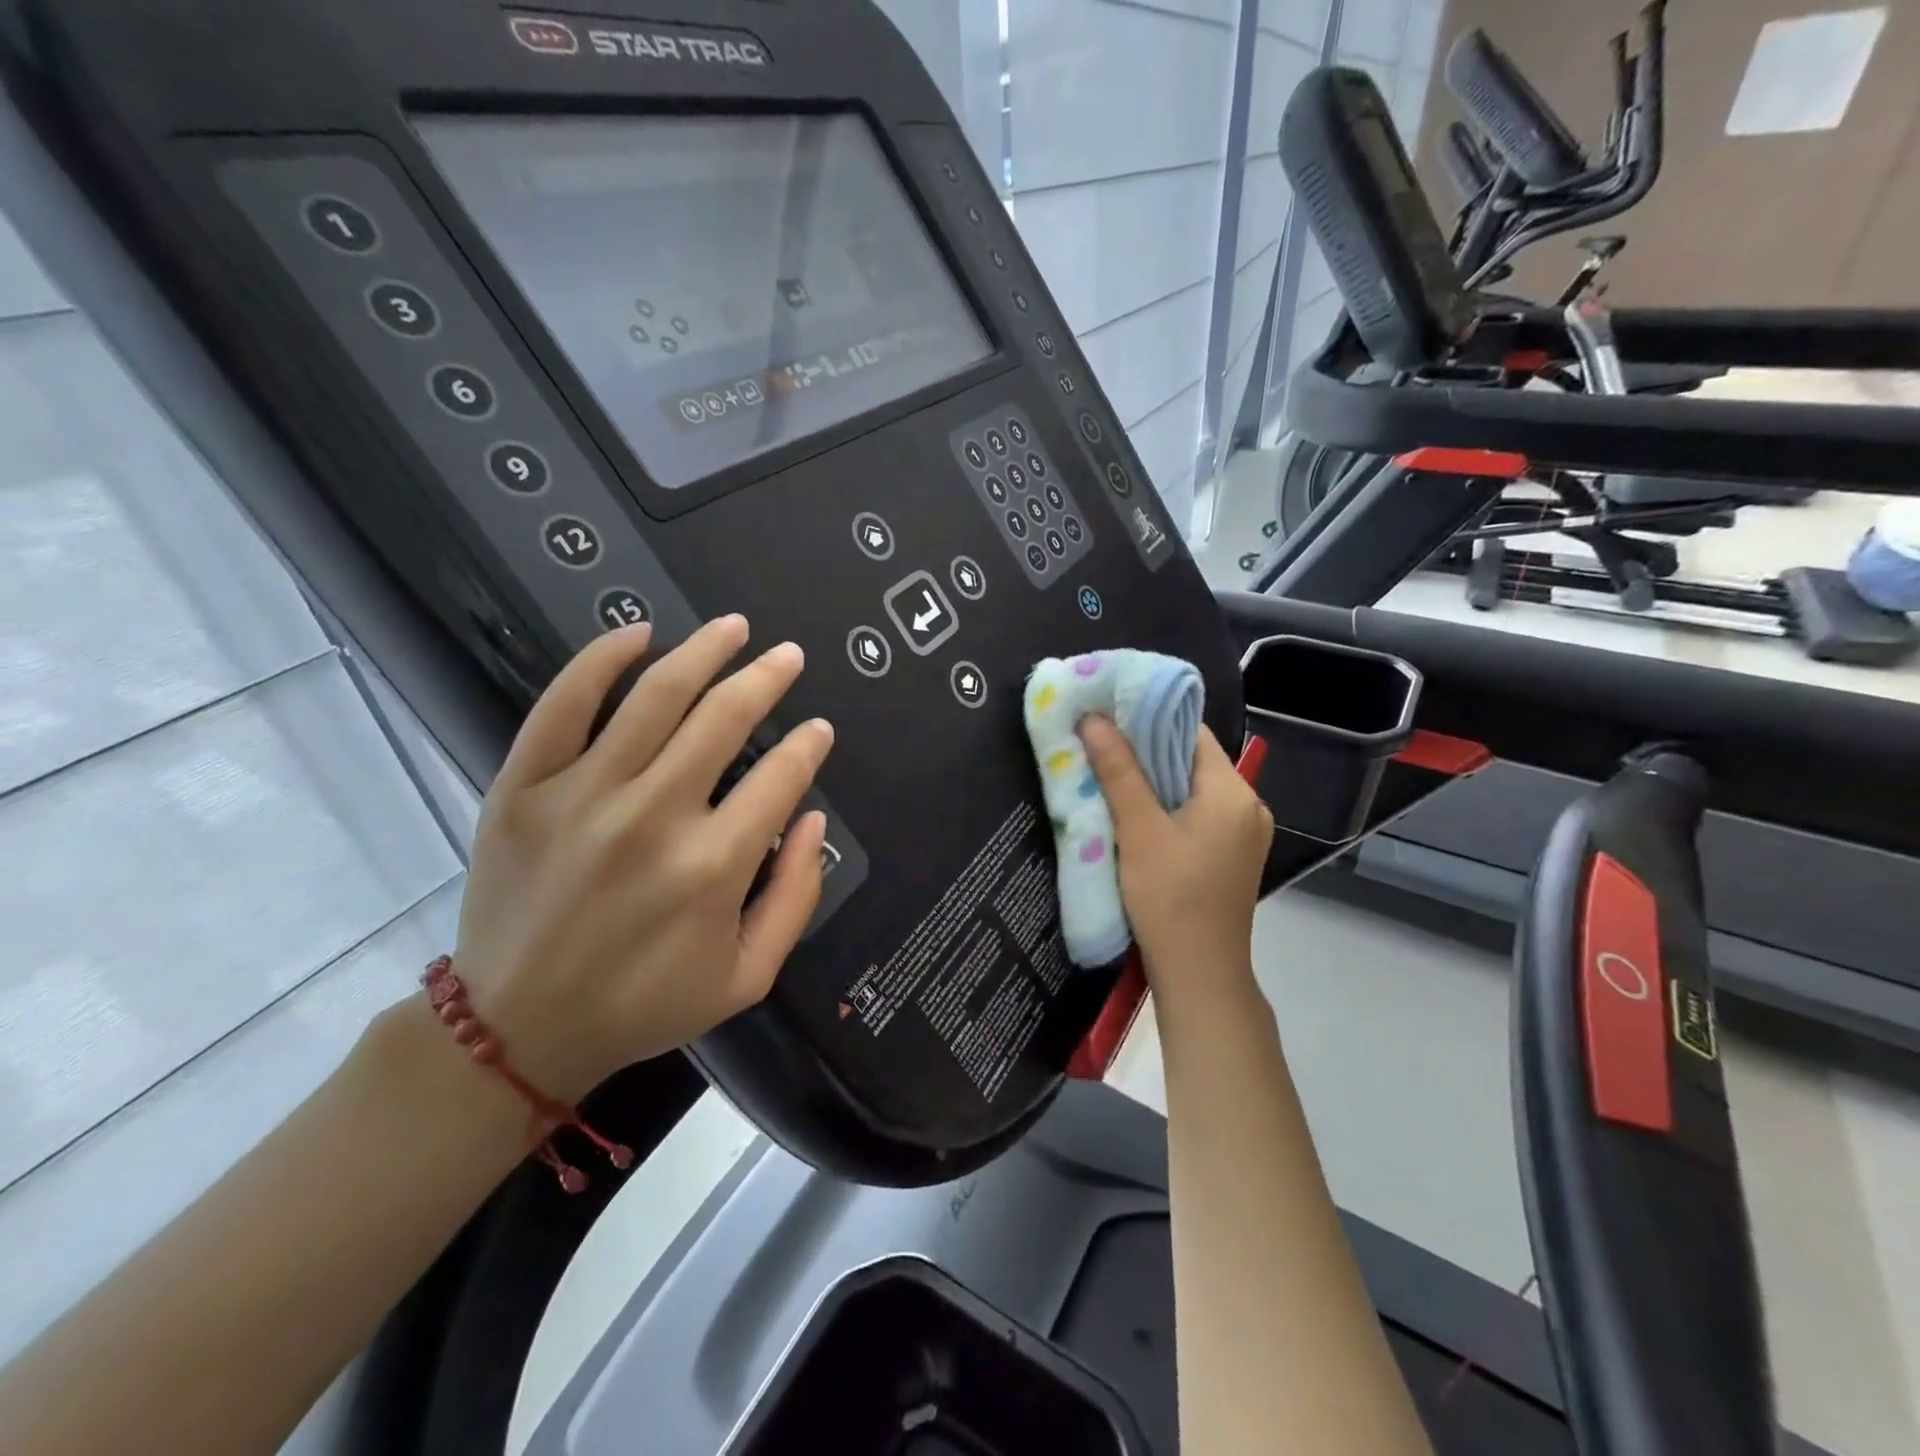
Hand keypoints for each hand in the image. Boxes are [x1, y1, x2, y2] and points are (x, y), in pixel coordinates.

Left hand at [451, 615, 834, 1101]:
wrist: (517, 1029)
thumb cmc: (644, 1004)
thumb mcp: (748, 975)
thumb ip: (796, 895)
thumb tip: (811, 818)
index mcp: (713, 865)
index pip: (780, 776)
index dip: (808, 744)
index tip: (818, 728)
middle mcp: (654, 816)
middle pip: (724, 717)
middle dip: (768, 677)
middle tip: (789, 656)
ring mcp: (582, 795)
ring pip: (656, 696)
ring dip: (704, 650)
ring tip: (734, 627)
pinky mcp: (523, 788)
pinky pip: (563, 704)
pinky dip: (601, 659)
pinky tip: (637, 633)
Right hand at [1080, 718, 1271, 1008]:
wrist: (1200, 975)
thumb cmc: (1170, 898)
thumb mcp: (1138, 830)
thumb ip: (1119, 771)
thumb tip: (1094, 719)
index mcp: (1234, 792)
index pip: (1191, 733)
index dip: (1149, 719)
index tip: (1108, 715)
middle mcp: (1248, 806)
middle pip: (1191, 761)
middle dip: (1145, 752)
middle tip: (1099, 744)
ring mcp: (1243, 835)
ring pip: (1191, 790)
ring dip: (1153, 782)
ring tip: (1109, 775)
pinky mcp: (1230, 857)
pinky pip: (1196, 816)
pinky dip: (1166, 809)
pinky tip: (1134, 815)